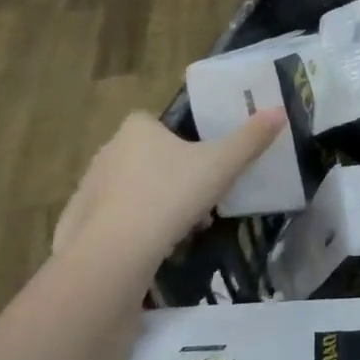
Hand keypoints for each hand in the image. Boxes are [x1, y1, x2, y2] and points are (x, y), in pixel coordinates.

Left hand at [53, 109, 284, 267]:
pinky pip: (114, 216)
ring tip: (183, 227)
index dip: (181, 139)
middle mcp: (108, 149)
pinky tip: (153, 244)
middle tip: (200, 198)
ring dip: (157, 201)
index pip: (156, 122)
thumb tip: (280, 110)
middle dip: (173, 175)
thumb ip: (251, 138)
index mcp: (137, 129)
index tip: (202, 162)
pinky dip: (133, 225)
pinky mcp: (79, 219)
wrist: (117, 249)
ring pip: (133, 187)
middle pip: (148, 155)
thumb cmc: (172, 194)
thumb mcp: (223, 165)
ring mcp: (89, 185)